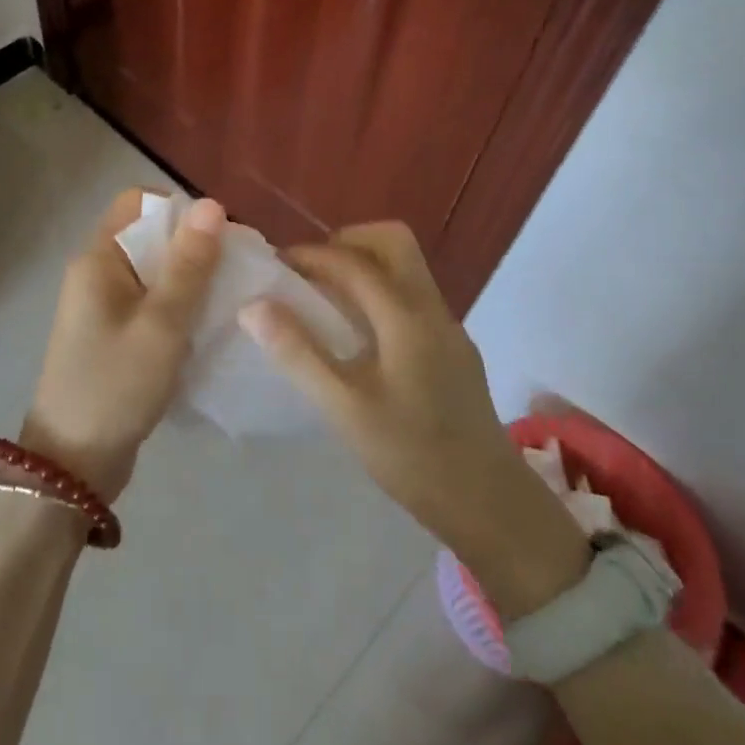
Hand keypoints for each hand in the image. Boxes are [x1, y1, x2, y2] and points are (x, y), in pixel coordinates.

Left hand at [20, 190, 224, 499]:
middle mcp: (96, 273)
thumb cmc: (115, 385)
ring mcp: (103, 306)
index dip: (179, 208)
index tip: (219, 234)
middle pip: (149, 235)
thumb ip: (189, 265)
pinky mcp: (114, 335)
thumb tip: (211, 204)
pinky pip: (151, 303)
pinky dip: (179, 306)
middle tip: (236, 269)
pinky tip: (208, 325)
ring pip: (154, 272)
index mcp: (97, 258)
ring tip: (230, 297)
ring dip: (190, 279)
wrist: (72, 465)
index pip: (137, 201)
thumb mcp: (161, 323)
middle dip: (193, 246)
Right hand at [240, 222, 587, 613]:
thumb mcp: (343, 408)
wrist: (490, 503)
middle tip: (310, 272)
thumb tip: (254, 306)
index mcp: (405, 316)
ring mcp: (448, 327)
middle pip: (393, 241)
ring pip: (407, 267)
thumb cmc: (412, 455)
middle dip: (346, 242)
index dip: (311, 255)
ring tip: (326, 298)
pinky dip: (381, 290)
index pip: (353, 261)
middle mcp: (431, 308)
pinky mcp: (453, 348)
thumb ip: (298, 353)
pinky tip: (360, 333)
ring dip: (365, 264)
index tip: (276, 265)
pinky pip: (413, 295)